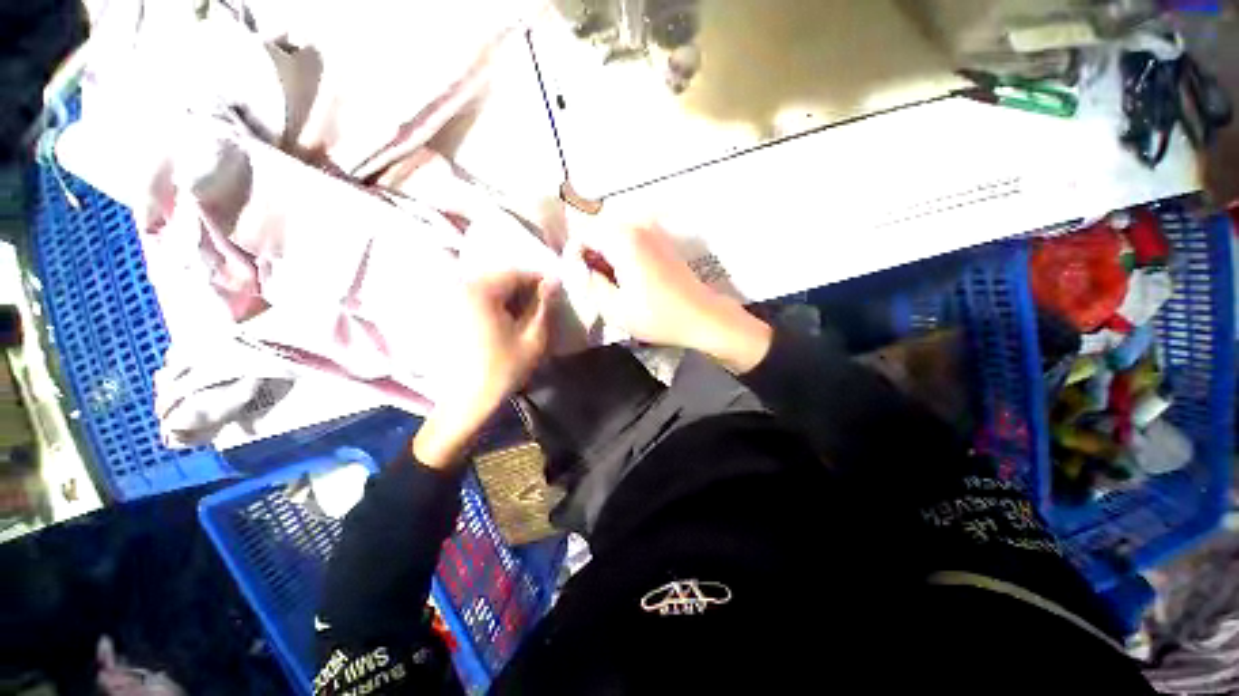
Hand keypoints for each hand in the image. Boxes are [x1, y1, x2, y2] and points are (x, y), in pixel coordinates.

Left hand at [414, 270, 557, 467]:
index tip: (556, 290)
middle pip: (501, 278)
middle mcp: (462, 288)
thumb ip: (544, 306)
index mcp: (482, 292)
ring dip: (510, 296)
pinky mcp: (446, 313)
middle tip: (542, 302)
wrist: (466, 400)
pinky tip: (506, 319)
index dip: (539, 280)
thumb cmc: (504, 369)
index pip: (517, 274)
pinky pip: (477, 298)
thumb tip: (553, 282)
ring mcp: (450, 300)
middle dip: (524, 288)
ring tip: (527, 312)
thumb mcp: (533, 338)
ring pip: (489, 287)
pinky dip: (495, 303)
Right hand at [584, 222, 771, 373]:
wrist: (701, 316)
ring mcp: (653, 230)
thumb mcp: (614, 309)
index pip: (583, 234)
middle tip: (596, 284)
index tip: (581, 279)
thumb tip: (580, 267)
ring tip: (613, 284)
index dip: (575, 256)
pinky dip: (623, 254)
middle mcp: (638, 226)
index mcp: (623, 239)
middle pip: (598, 231)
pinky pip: (631, 239)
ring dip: (607, 255)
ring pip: (614, 235)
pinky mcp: (662, 240)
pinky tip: (629, 278)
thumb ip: (590, 283)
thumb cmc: (657, 316)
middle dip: (591, 255)